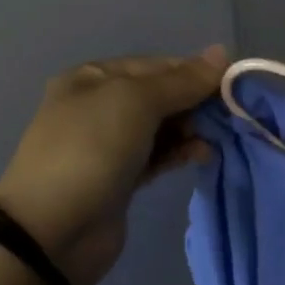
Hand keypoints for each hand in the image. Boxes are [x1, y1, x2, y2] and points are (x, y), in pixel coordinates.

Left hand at [0, 47, 226, 284]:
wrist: (52, 232)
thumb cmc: (91, 150)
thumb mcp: (136, 102)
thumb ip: (182, 80)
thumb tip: (223, 51)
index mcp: (94, 78)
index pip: (157, 65)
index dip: (194, 72)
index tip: (232, 85)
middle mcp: (99, 106)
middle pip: (161, 95)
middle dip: (195, 102)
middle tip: (226, 116)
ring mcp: (109, 145)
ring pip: (163, 127)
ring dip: (191, 129)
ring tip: (214, 139)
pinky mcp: (121, 179)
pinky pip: (159, 155)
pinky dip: (181, 152)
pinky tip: (202, 155)